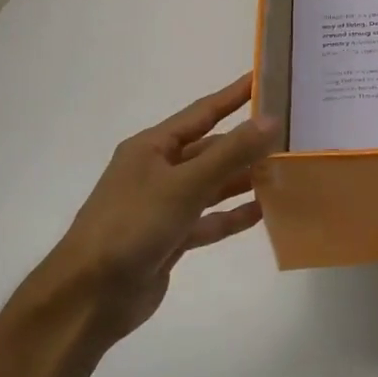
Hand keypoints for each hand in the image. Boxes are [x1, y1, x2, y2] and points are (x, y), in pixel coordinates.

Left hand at [34, 74, 278, 344]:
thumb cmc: (132, 226)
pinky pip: (209, 220)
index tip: (264, 79)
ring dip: (243, 180)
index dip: (233, 96)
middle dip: (246, 144)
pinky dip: (232, 215)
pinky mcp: (170, 238)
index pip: (202, 113)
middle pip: (210, 150)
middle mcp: (157, 171)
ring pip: (212, 185)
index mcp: (152, 148)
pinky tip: (263, 212)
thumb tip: (271, 119)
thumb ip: (230, 153)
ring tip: (284, 172)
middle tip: (288, 133)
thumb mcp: (184, 184)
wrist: (89, 297)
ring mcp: (163, 206)